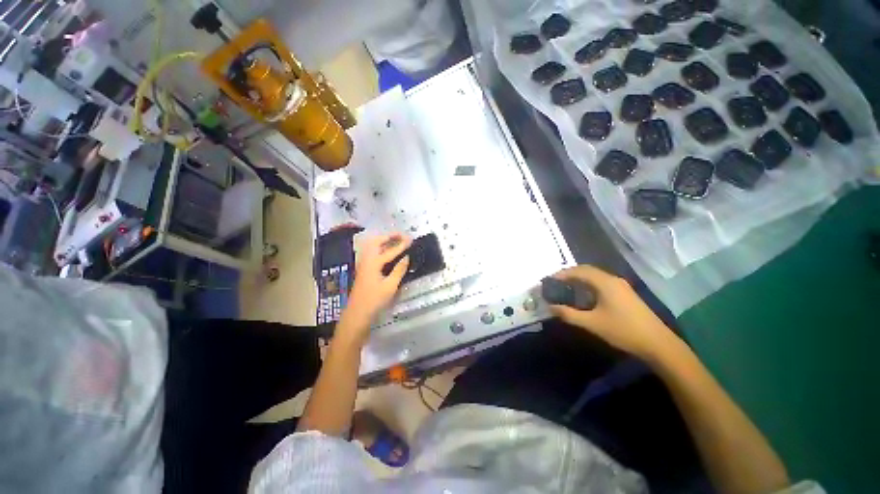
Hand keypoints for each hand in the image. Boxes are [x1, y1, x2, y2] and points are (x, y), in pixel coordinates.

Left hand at [339, 233, 411, 338]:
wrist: (357, 313)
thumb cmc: (375, 300)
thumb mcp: (390, 286)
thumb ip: (399, 270)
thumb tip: (407, 257)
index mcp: (373, 263)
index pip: (390, 250)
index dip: (401, 245)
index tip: (411, 239)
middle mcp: (367, 260)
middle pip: (376, 242)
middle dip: (389, 236)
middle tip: (401, 235)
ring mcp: (363, 264)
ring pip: (372, 246)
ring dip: (384, 240)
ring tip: (395, 240)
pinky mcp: (363, 268)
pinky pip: (372, 252)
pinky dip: (380, 247)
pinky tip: (386, 251)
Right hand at [548, 265, 678, 359]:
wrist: (658, 344)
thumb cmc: (623, 330)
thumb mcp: (592, 323)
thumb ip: (569, 314)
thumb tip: (550, 307)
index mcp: (605, 283)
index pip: (579, 271)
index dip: (562, 273)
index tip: (549, 280)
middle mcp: (613, 280)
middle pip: (587, 270)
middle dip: (569, 274)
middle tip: (556, 283)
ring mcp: (621, 286)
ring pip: (595, 276)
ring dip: (579, 278)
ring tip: (566, 287)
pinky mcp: (625, 294)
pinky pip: (602, 282)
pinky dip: (589, 284)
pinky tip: (584, 295)